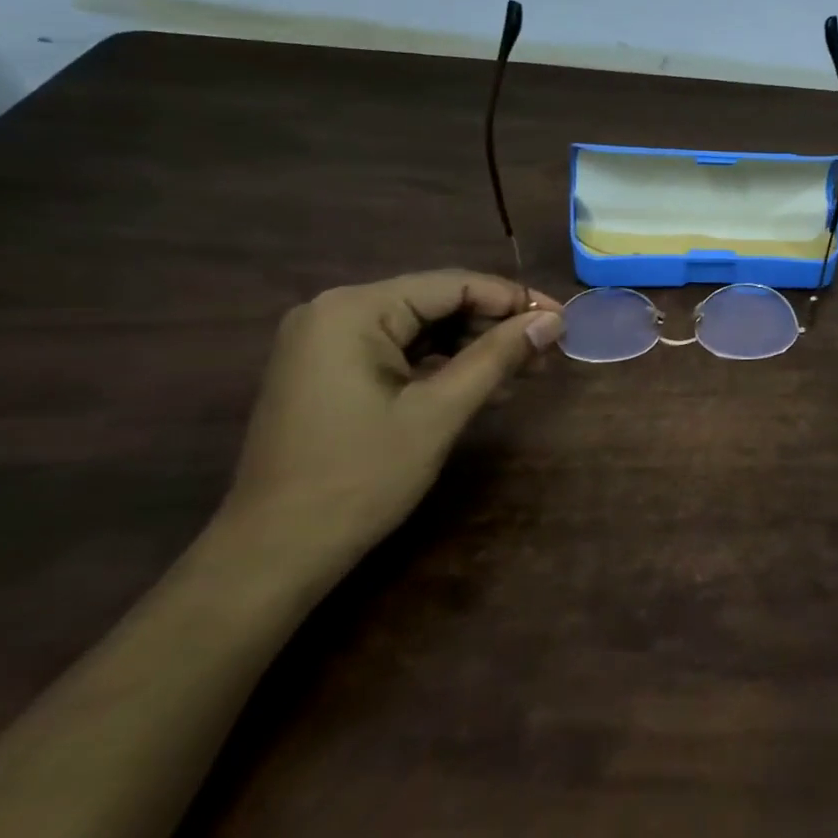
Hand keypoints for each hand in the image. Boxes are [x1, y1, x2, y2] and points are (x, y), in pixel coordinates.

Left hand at [220, 271, 562, 570]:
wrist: (275, 552)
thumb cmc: (360, 477)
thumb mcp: (440, 412)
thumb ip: (498, 357)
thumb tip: (553, 321)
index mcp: (353, 310)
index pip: (452, 285)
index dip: (513, 300)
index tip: (562, 320)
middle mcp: (333, 311)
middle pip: (435, 302)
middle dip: (494, 325)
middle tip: (548, 351)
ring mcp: (324, 342)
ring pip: (420, 328)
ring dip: (473, 347)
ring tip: (525, 371)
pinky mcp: (327, 371)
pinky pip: (397, 352)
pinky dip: (441, 365)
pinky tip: (482, 386)